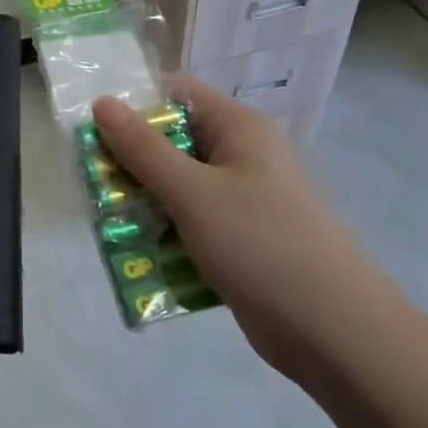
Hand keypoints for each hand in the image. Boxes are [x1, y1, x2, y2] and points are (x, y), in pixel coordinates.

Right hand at [93, 78, 392, 382]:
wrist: (335, 333)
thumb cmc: (262, 245)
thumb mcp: (193, 193)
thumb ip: (143, 148)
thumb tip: (102, 102)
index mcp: (239, 129)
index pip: (177, 94)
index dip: (133, 104)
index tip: (92, 130)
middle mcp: (242, 156)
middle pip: (173, 141)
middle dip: (131, 161)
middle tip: (92, 183)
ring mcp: (243, 200)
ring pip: (178, 187)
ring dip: (144, 203)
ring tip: (108, 224)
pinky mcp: (240, 240)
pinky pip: (192, 223)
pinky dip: (166, 234)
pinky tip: (139, 256)